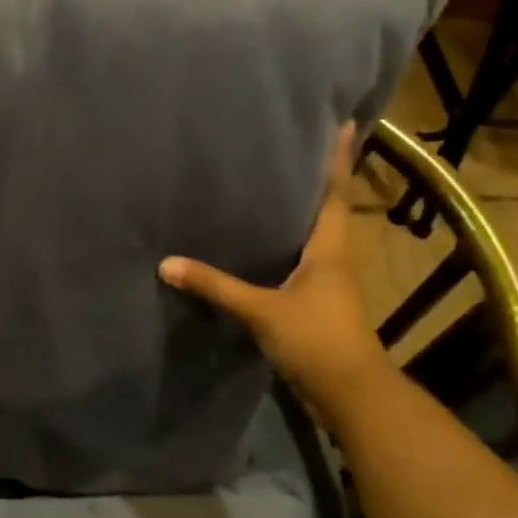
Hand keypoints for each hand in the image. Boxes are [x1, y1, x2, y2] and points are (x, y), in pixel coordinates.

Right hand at [158, 122, 389, 407]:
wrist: (350, 393)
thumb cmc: (315, 339)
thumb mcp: (261, 310)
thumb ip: (216, 287)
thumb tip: (167, 264)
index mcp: (329, 249)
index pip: (336, 194)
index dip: (340, 159)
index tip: (348, 123)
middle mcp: (334, 258)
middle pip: (330, 208)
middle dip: (322, 177)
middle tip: (304, 144)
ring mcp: (329, 282)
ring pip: (318, 234)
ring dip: (307, 209)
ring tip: (281, 184)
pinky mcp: (319, 302)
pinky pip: (305, 259)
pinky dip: (292, 243)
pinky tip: (269, 242)